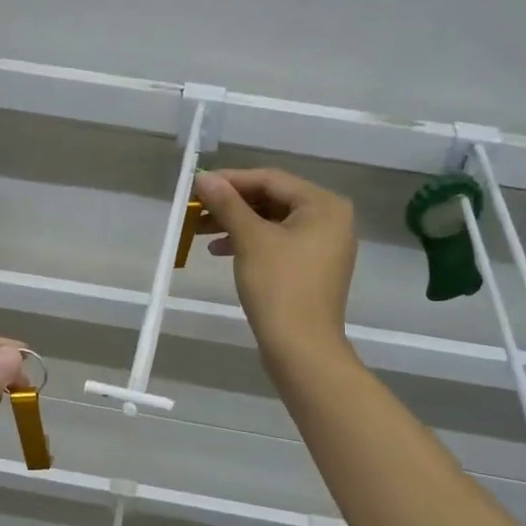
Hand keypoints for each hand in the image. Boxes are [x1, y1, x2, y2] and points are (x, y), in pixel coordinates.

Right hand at [195, 169, 356, 368]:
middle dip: (231, 205)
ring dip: (236, 224)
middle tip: (195, 209)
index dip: (231, 180)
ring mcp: (323, 246)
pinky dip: (250, 243)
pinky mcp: (311, 269)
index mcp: (324, 205)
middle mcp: (330, 219)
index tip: (197, 185)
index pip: (270, 180)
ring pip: (272, 223)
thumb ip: (227, 204)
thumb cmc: (279, 287)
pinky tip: (221, 250)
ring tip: (200, 231)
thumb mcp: (250, 239)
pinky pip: (277, 244)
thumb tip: (204, 177)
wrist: (301, 348)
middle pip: (272, 200)